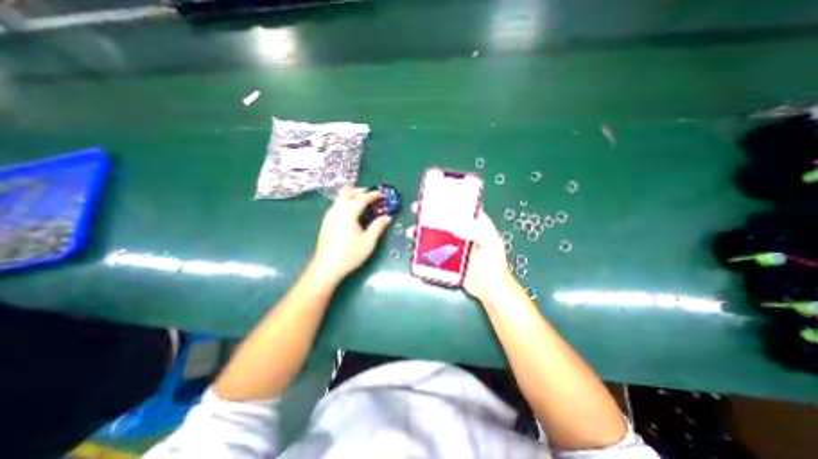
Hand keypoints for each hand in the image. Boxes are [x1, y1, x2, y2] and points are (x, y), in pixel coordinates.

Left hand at [310, 186, 391, 280]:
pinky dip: (345, 202)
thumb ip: (378, 226)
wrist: (327, 267)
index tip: (382, 195)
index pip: (362, 198)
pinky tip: (350, 211)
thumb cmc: (350, 254)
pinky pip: (336, 205)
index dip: (373, 195)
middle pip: (348, 193)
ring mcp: (329, 216)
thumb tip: (388, 217)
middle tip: (371, 193)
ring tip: (362, 200)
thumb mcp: (368, 241)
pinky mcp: (326, 222)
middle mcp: (337, 210)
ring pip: (340, 198)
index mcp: (348, 213)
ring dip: (351, 195)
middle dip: (360, 191)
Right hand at [405, 203, 512, 303]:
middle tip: (416, 211)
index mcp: (476, 225)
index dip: (447, 201)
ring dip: (423, 231)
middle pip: (444, 220)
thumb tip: (456, 227)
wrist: (490, 290)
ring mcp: (454, 246)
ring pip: (436, 234)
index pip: (460, 208)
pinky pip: (434, 250)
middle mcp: (463, 232)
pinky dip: (424, 248)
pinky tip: (415, 247)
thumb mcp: (490, 244)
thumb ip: (477, 232)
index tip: (433, 197)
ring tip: (412, 232)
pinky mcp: (448, 258)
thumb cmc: (493, 265)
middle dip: (429, 214)